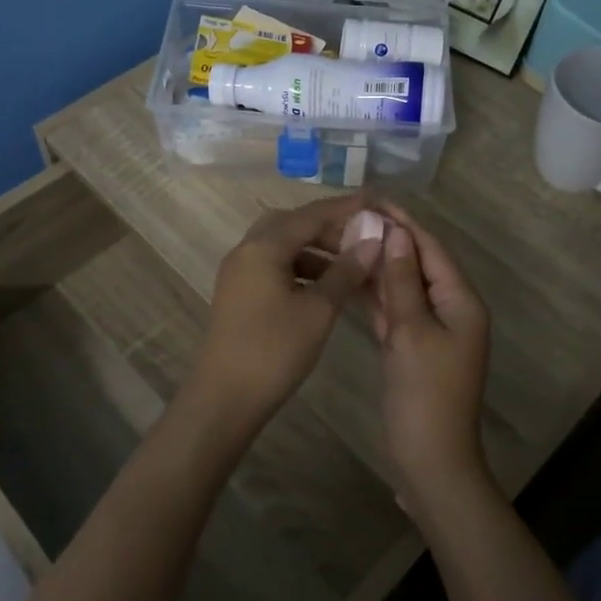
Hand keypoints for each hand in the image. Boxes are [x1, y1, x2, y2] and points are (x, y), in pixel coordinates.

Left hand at [183, 194, 382, 439]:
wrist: (224, 399)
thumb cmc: (274, 351)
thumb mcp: (318, 310)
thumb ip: (345, 271)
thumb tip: (372, 240)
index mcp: (263, 247)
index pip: (311, 214)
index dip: (346, 207)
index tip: (376, 201)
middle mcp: (246, 250)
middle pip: (293, 224)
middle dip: (329, 228)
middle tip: (362, 238)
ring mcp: (239, 272)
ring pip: (283, 246)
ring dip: (316, 250)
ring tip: (351, 265)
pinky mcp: (239, 293)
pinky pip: (274, 266)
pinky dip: (301, 269)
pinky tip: (325, 287)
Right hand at [370, 202, 492, 511]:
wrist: (429, 459)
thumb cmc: (424, 393)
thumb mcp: (411, 331)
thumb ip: (401, 280)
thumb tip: (396, 232)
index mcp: (461, 301)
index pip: (431, 248)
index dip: (403, 222)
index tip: (372, 197)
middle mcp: (450, 308)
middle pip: (418, 263)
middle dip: (389, 239)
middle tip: (352, 214)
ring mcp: (431, 329)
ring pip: (403, 286)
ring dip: (379, 264)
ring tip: (345, 237)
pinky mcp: (413, 346)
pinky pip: (395, 310)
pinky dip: (375, 294)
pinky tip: (350, 277)